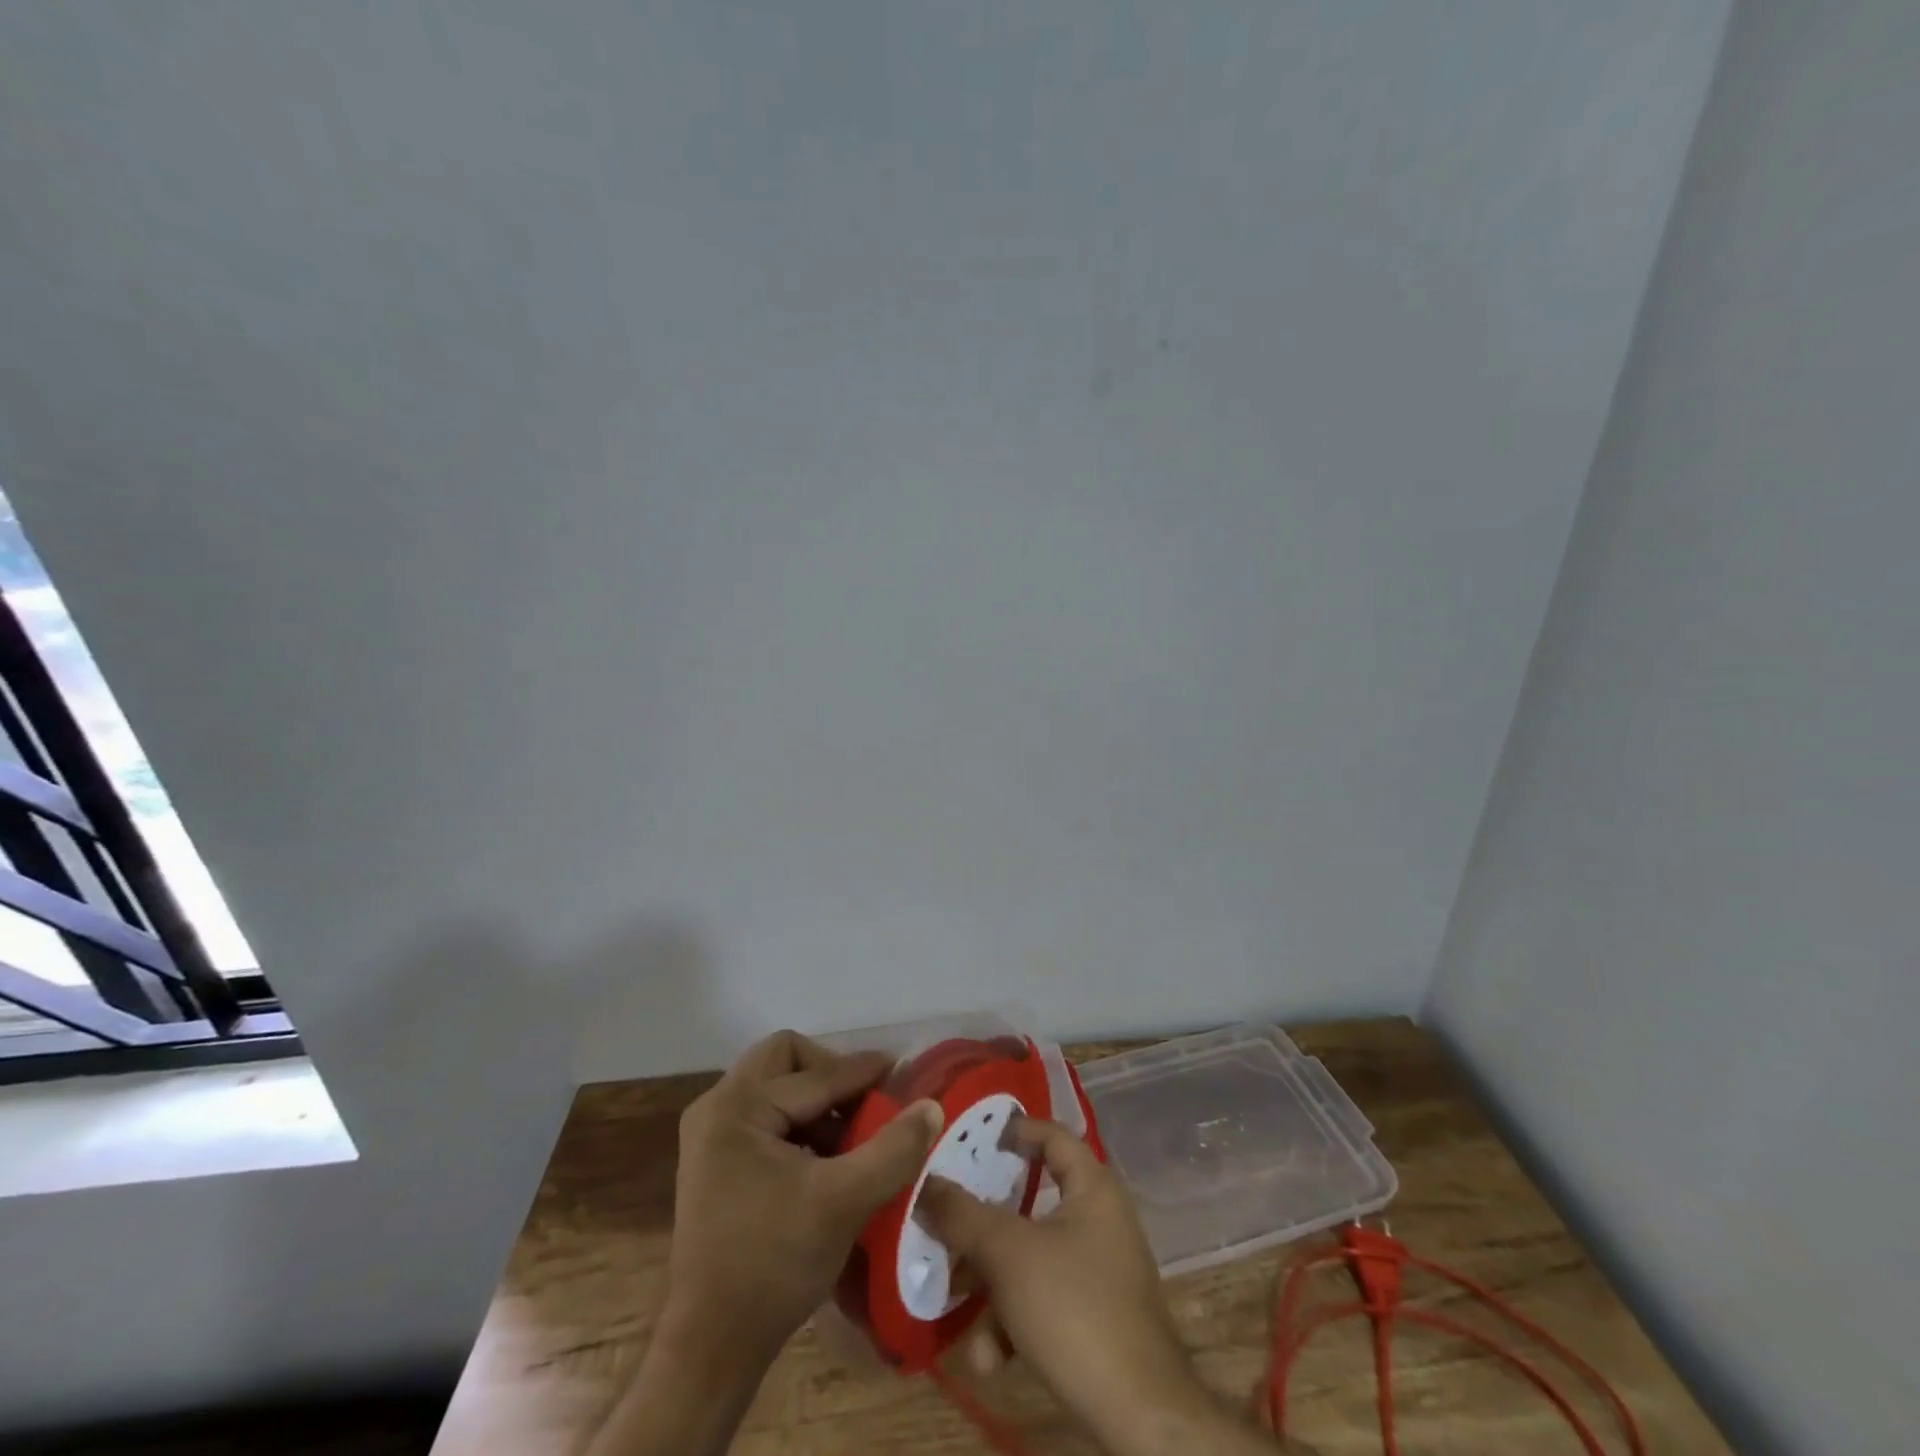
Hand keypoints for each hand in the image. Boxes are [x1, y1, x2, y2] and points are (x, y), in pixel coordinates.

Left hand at [665, 1029, 943, 1361]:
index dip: (864, 1073)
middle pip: (786, 1061)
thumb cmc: (773, 1265)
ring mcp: (710, 1135)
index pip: (815, 1074)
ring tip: (855, 1139)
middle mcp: (717, 1108)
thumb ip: (892, 1149)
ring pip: (777, 1088)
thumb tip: (931, 1105)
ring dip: (819, 1104)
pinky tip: (828, 1162)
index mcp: (737, 1107)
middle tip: (868, 1105)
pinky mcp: (715, 1162)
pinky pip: (767, 1118)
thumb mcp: (844, 1202)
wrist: (709, 1349)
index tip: (903, 1074)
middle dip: (832, 1076)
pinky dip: (801, 1127)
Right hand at [921, 1116, 1276, 1455]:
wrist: (1139, 1415)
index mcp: (1092, 1188)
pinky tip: (988, 1360)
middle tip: (946, 1221)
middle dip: (983, 1223)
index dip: (1015, 1130)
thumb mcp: (1008, 1254)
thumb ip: (962, 1215)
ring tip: (956, 1305)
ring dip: (991, 1286)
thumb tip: (925, 1183)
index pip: (1052, 1135)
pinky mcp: (1095, 1318)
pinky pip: (1045, 1300)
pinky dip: (1014, 1322)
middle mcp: (1099, 1220)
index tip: (973, 1138)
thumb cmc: (1074, 1307)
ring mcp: (1099, 1271)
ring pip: (1031, 1258)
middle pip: (1031, 1203)